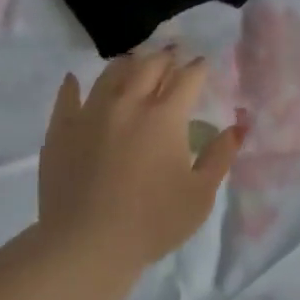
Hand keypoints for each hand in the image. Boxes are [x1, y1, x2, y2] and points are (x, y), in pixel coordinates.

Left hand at [38, 49, 240, 268]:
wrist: (86, 244)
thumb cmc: (153, 222)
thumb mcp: (200, 195)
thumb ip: (220, 156)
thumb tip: (238, 126)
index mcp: (165, 116)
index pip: (187, 78)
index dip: (197, 67)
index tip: (202, 63)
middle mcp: (129, 103)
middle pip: (149, 66)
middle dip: (165, 57)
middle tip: (172, 55)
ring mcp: (91, 113)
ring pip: (111, 74)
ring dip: (128, 64)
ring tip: (134, 62)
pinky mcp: (61, 129)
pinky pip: (67, 96)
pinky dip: (74, 85)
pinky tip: (75, 79)